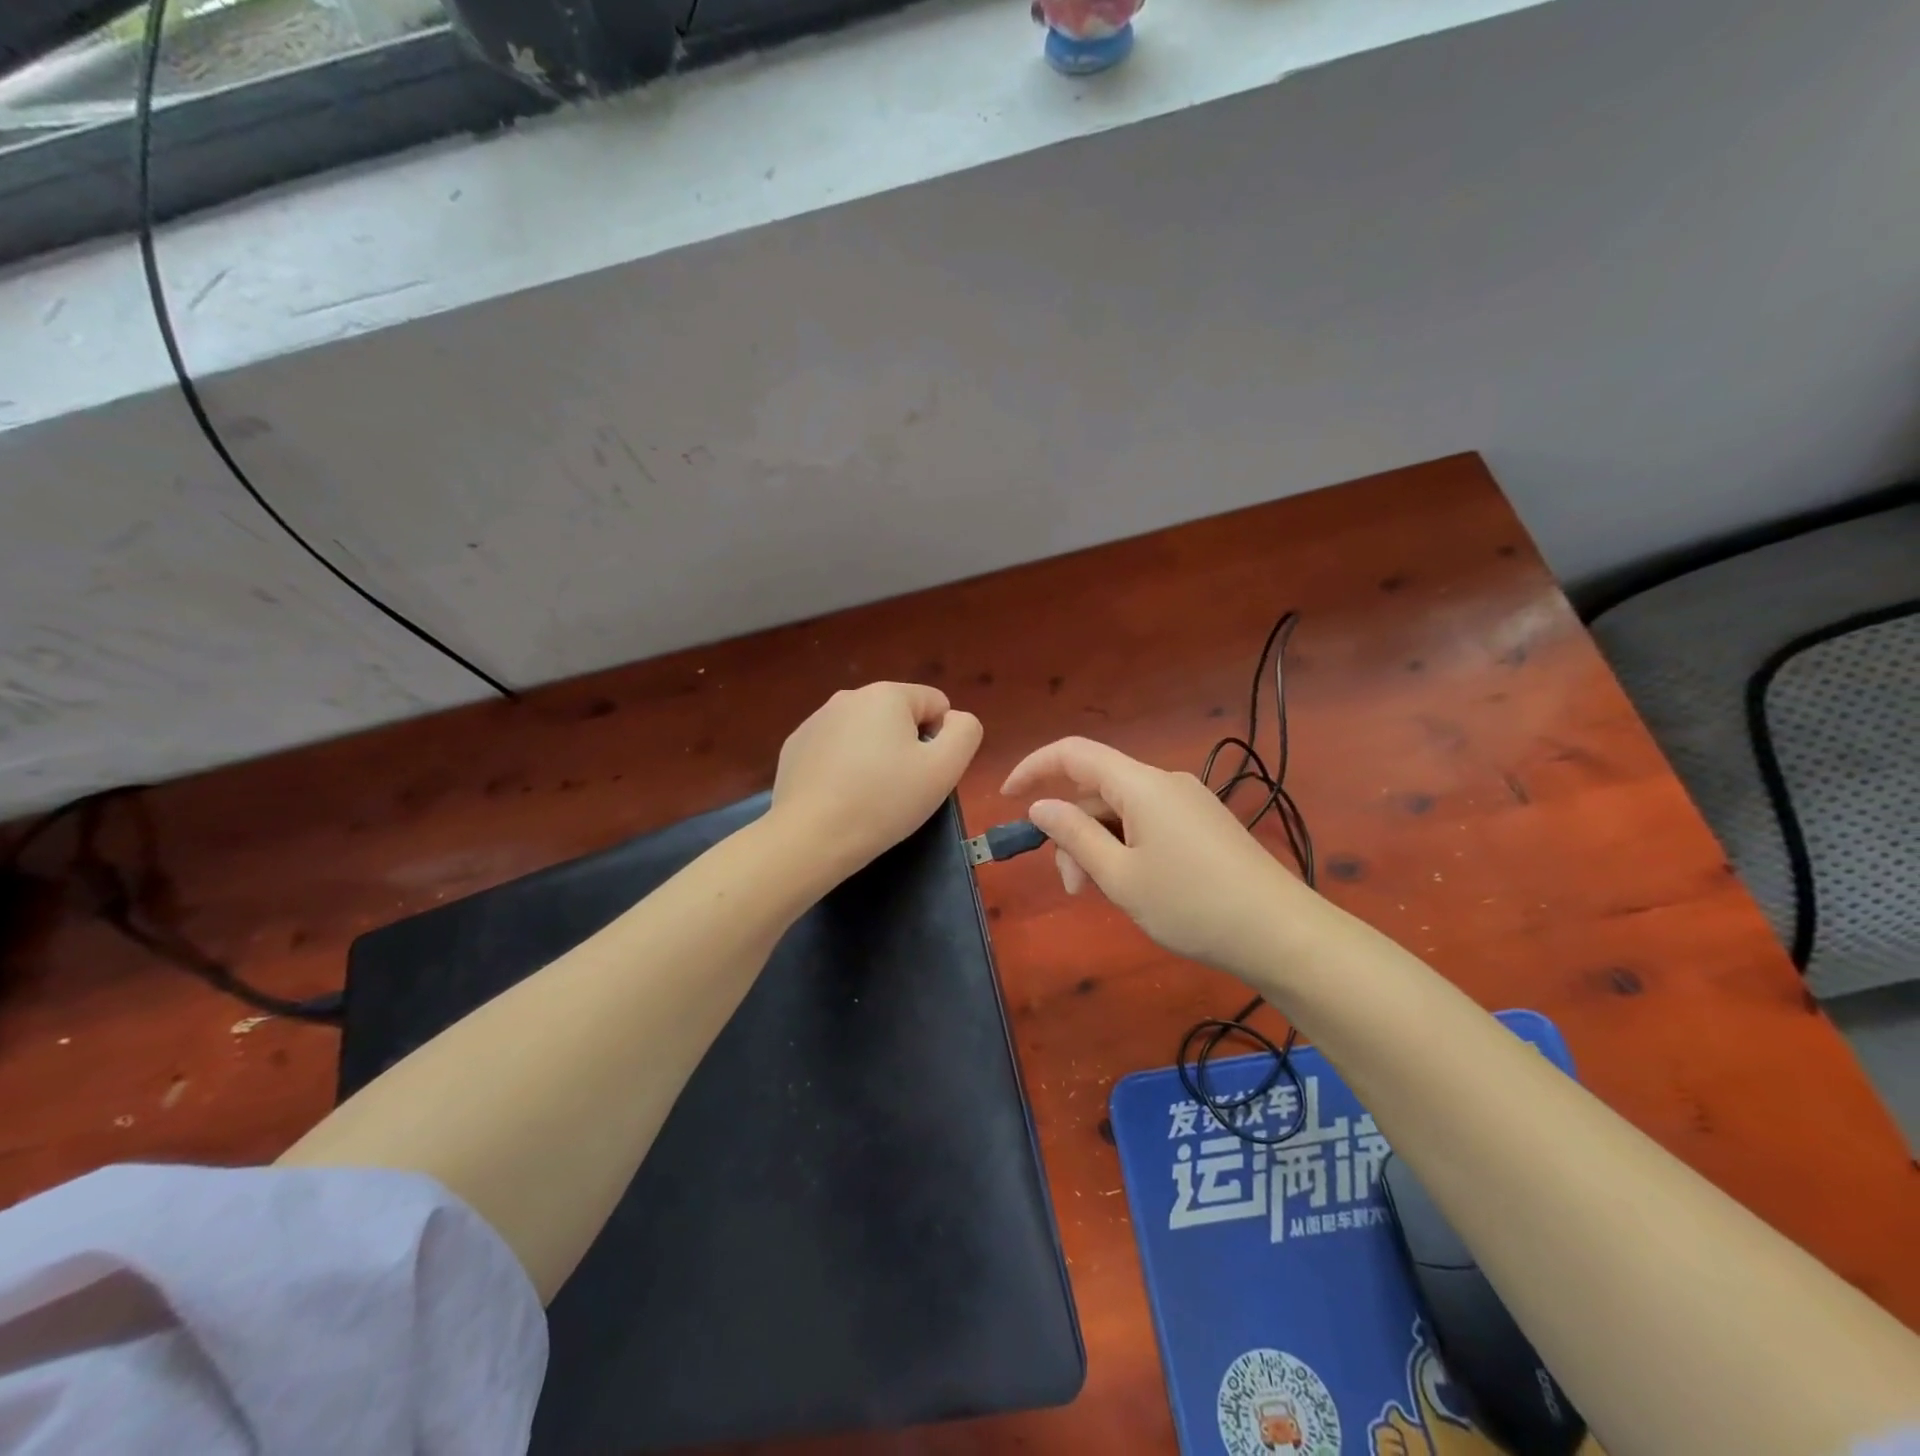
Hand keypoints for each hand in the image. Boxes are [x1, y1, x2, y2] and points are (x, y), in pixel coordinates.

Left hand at [772, 683, 982, 880]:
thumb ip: (965, 732)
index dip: (940, 740)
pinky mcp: (795, 746)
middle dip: (906, 746)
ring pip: (866, 733)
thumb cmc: (884, 801)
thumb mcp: (945, 769)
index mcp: (887, 694)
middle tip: (900, 788)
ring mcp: (816, 720)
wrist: (810, 837)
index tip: (924, 774)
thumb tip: (954, 719)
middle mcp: (849, 696)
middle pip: (899, 716)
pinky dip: (844, 767)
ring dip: (875, 755)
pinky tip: (839, 797)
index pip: (936, 704)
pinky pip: (835, 749)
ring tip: (868, 796)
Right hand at [1001, 736, 1317, 973]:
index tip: (1006, 799)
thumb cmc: (1192, 905)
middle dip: (1072, 831)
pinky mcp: (1204, 825)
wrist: (1282, 933)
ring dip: (1099, 846)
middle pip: (1098, 790)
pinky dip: (1126, 847)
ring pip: (1122, 811)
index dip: (1033, 768)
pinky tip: (1135, 885)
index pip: (1074, 753)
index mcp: (1142, 785)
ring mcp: (1189, 803)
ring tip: (1103, 896)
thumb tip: (1040, 806)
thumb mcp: (1121, 876)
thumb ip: (1075, 836)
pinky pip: (1148, 823)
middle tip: (1073, 887)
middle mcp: (1165, 782)